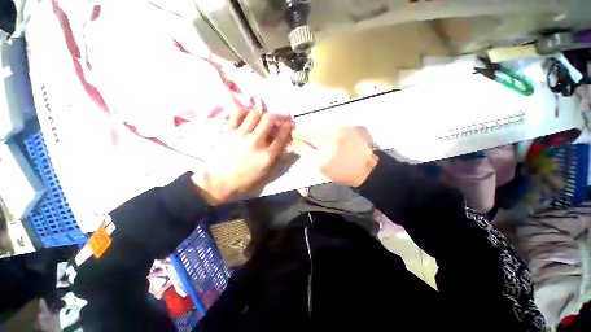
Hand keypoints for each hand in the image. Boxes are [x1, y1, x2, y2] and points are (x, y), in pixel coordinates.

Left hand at [192, 109, 292, 203]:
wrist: (221, 181)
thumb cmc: (246, 180)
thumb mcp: (266, 173)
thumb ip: (278, 158)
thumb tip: (286, 145)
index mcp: (266, 155)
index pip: (281, 136)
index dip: (287, 127)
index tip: (289, 123)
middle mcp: (255, 142)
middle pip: (269, 119)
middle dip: (277, 115)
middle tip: (278, 117)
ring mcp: (241, 135)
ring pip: (254, 113)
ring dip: (261, 114)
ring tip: (262, 117)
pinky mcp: (228, 132)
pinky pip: (236, 113)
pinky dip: (244, 111)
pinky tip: (246, 114)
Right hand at [291, 126, 377, 186]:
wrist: (366, 168)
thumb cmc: (342, 174)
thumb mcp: (323, 172)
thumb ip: (309, 159)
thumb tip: (299, 148)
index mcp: (319, 160)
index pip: (300, 146)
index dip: (294, 142)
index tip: (292, 141)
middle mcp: (326, 145)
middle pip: (306, 133)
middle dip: (299, 132)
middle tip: (295, 132)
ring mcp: (336, 134)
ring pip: (317, 127)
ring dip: (311, 130)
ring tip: (311, 132)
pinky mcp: (345, 127)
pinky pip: (329, 125)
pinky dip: (324, 129)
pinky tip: (326, 132)